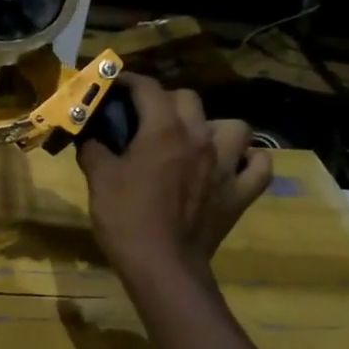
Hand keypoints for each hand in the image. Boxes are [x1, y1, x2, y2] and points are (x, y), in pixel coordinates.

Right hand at [78, 75, 271, 279]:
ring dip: (214, 128)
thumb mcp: (99, 180)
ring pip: (234, 127)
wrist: (162, 266)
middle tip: (147, 119)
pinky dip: (248, 161)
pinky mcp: (240, 194)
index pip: (148, 88)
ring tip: (196, 141)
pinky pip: (258, 167)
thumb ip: (94, 150)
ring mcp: (225, 166)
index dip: (129, 81)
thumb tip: (90, 137)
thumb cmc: (125, 218)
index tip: (115, 85)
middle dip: (166, 101)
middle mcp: (200, 138)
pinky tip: (233, 165)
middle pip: (189, 99)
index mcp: (163, 131)